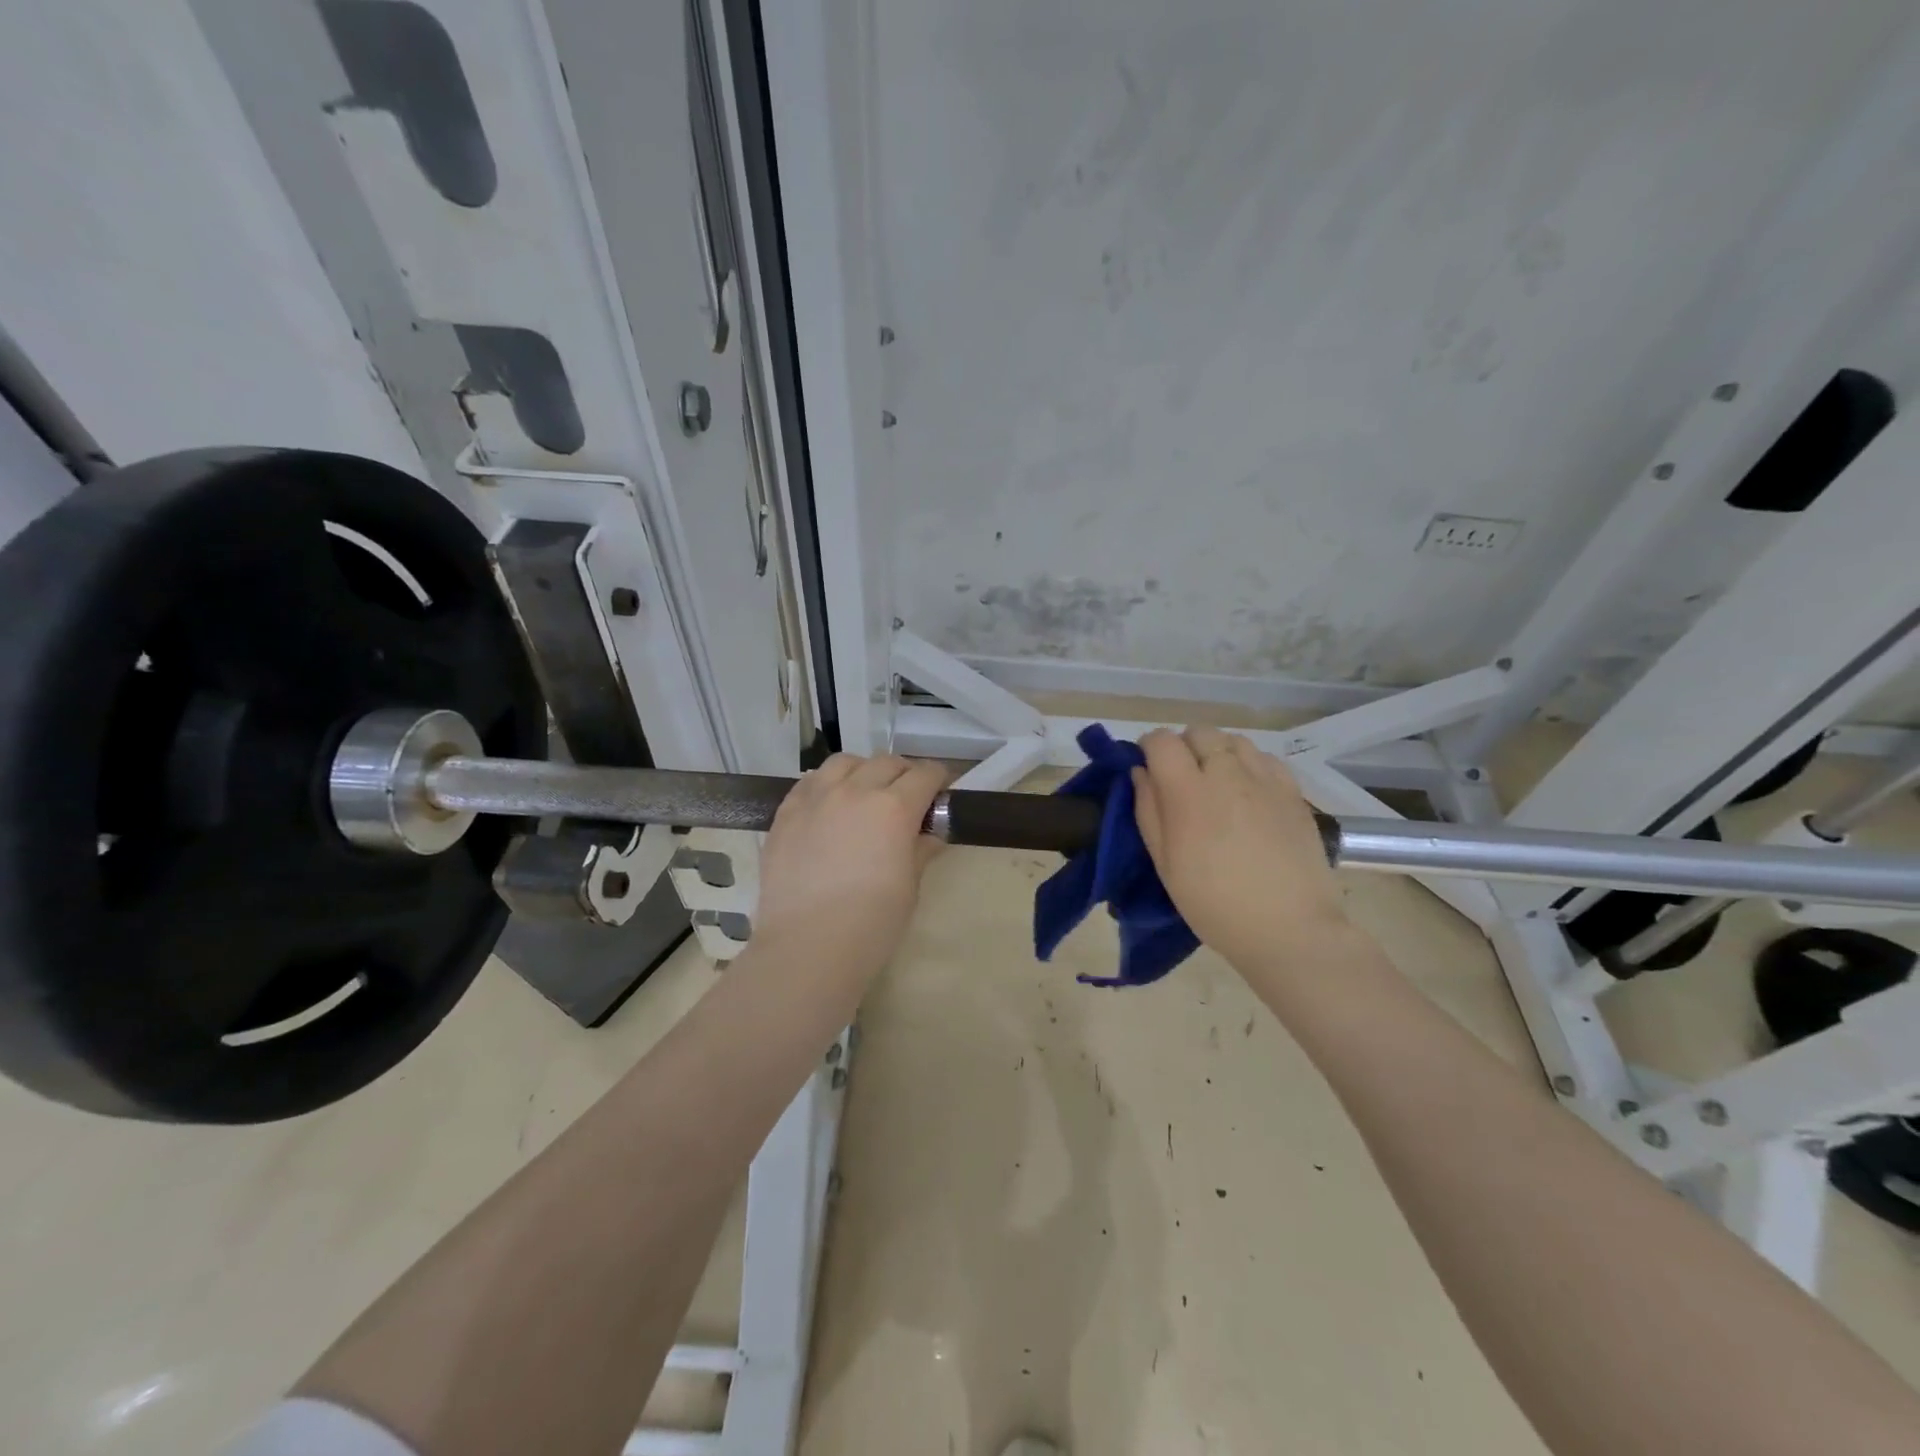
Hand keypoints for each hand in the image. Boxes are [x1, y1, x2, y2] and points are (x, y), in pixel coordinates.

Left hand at [754, 754, 947, 973]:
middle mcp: (855, 790)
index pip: (924, 774)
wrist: (807, 946)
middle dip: (904, 774)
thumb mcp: (909, 887)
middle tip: (908, 797)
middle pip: (886, 762)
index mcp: (894, 807)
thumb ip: (920, 850)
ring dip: (863, 771)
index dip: (938, 779)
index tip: (940, 792)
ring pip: (845, 762)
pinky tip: (829, 806)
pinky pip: (810, 782)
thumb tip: (928, 835)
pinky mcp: (786, 813)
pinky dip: (827, 784)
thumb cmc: (871, 923)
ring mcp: (816, 798)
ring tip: (864, 793)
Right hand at [1131, 726, 1350, 971]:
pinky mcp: (1293, 791)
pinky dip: (1249, 765)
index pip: (1162, 741)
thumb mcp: (1165, 864)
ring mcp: (1265, 779)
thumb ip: (1148, 810)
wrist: (1289, 928)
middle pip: (1199, 732)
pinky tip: (1248, 793)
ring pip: (1233, 741)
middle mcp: (1227, 774)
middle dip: (1184, 747)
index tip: (1148, 769)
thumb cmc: (1214, 904)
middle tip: (1182, 780)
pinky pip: (1264, 758)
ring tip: (1217, 785)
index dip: (1149, 748)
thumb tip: (1141, 772)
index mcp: (1188, 793)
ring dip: (1217, 753)